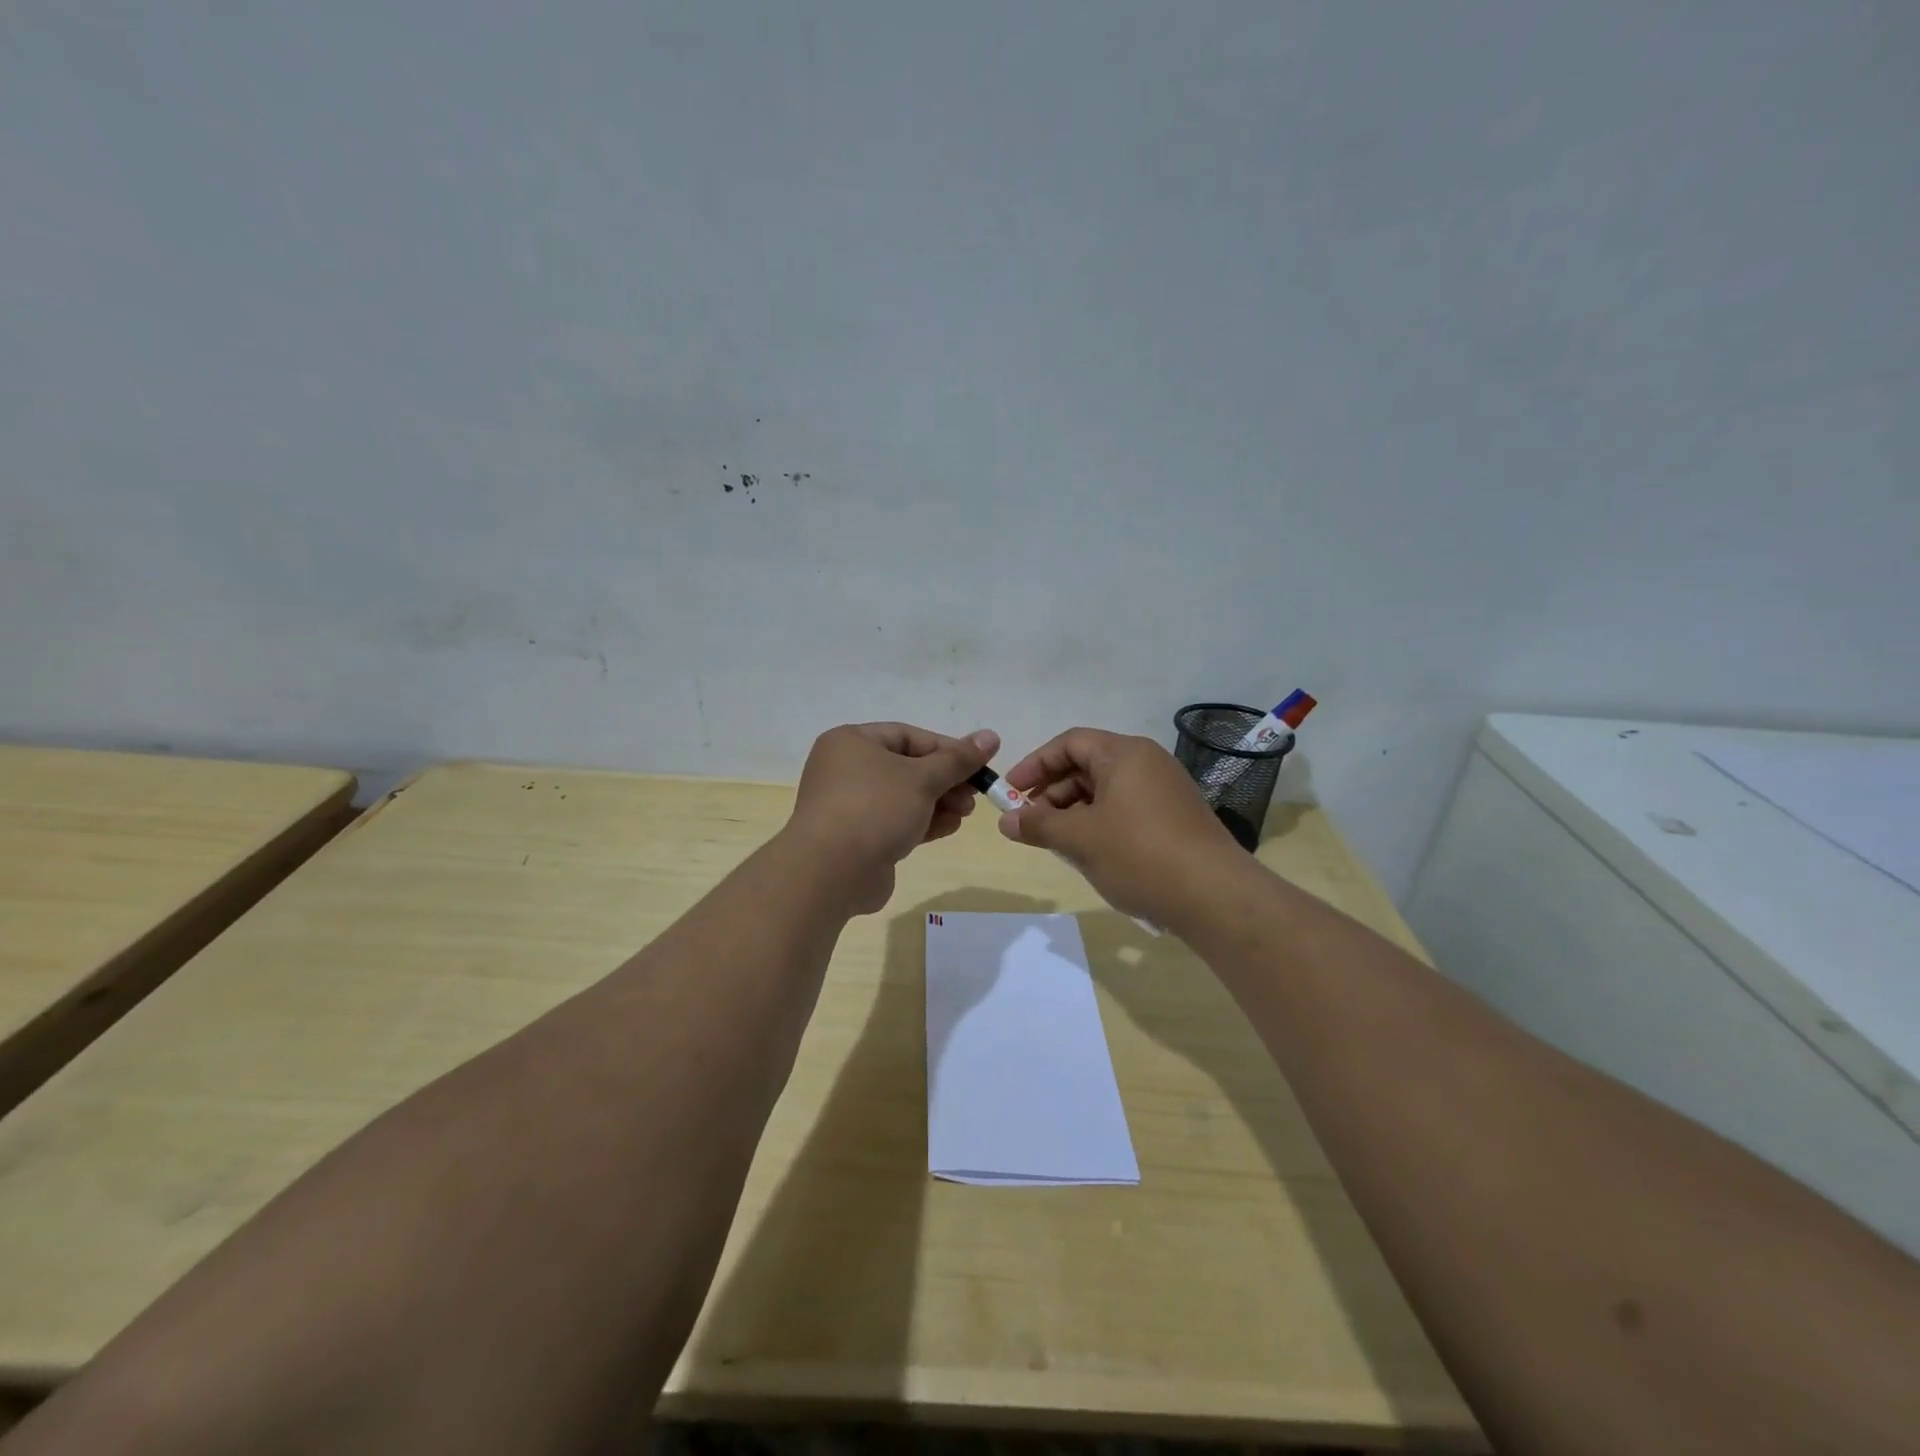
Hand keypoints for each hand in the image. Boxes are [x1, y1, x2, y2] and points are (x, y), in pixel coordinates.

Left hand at [787, 722, 998, 913]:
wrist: (831, 872)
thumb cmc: (875, 809)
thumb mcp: (923, 778)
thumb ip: (958, 759)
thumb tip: (991, 736)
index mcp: (852, 741)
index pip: (908, 736)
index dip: (947, 749)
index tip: (979, 764)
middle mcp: (846, 769)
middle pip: (908, 767)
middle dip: (945, 780)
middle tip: (974, 795)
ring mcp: (849, 805)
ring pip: (904, 797)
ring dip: (939, 803)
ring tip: (966, 813)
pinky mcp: (857, 837)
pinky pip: (895, 821)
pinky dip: (922, 822)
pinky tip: (949, 828)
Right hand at [997, 728, 1239, 925]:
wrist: (1215, 897)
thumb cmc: (1140, 855)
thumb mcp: (1080, 839)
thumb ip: (1038, 824)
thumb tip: (1006, 820)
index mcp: (1125, 754)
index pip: (1070, 743)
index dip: (1035, 764)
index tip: (1010, 792)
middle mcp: (1147, 763)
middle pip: (1087, 766)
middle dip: (1052, 793)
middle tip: (1030, 823)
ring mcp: (1164, 791)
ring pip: (1105, 791)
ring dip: (1074, 812)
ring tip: (1056, 843)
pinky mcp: (1174, 819)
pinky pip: (1125, 810)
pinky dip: (1099, 824)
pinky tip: (1089, 853)